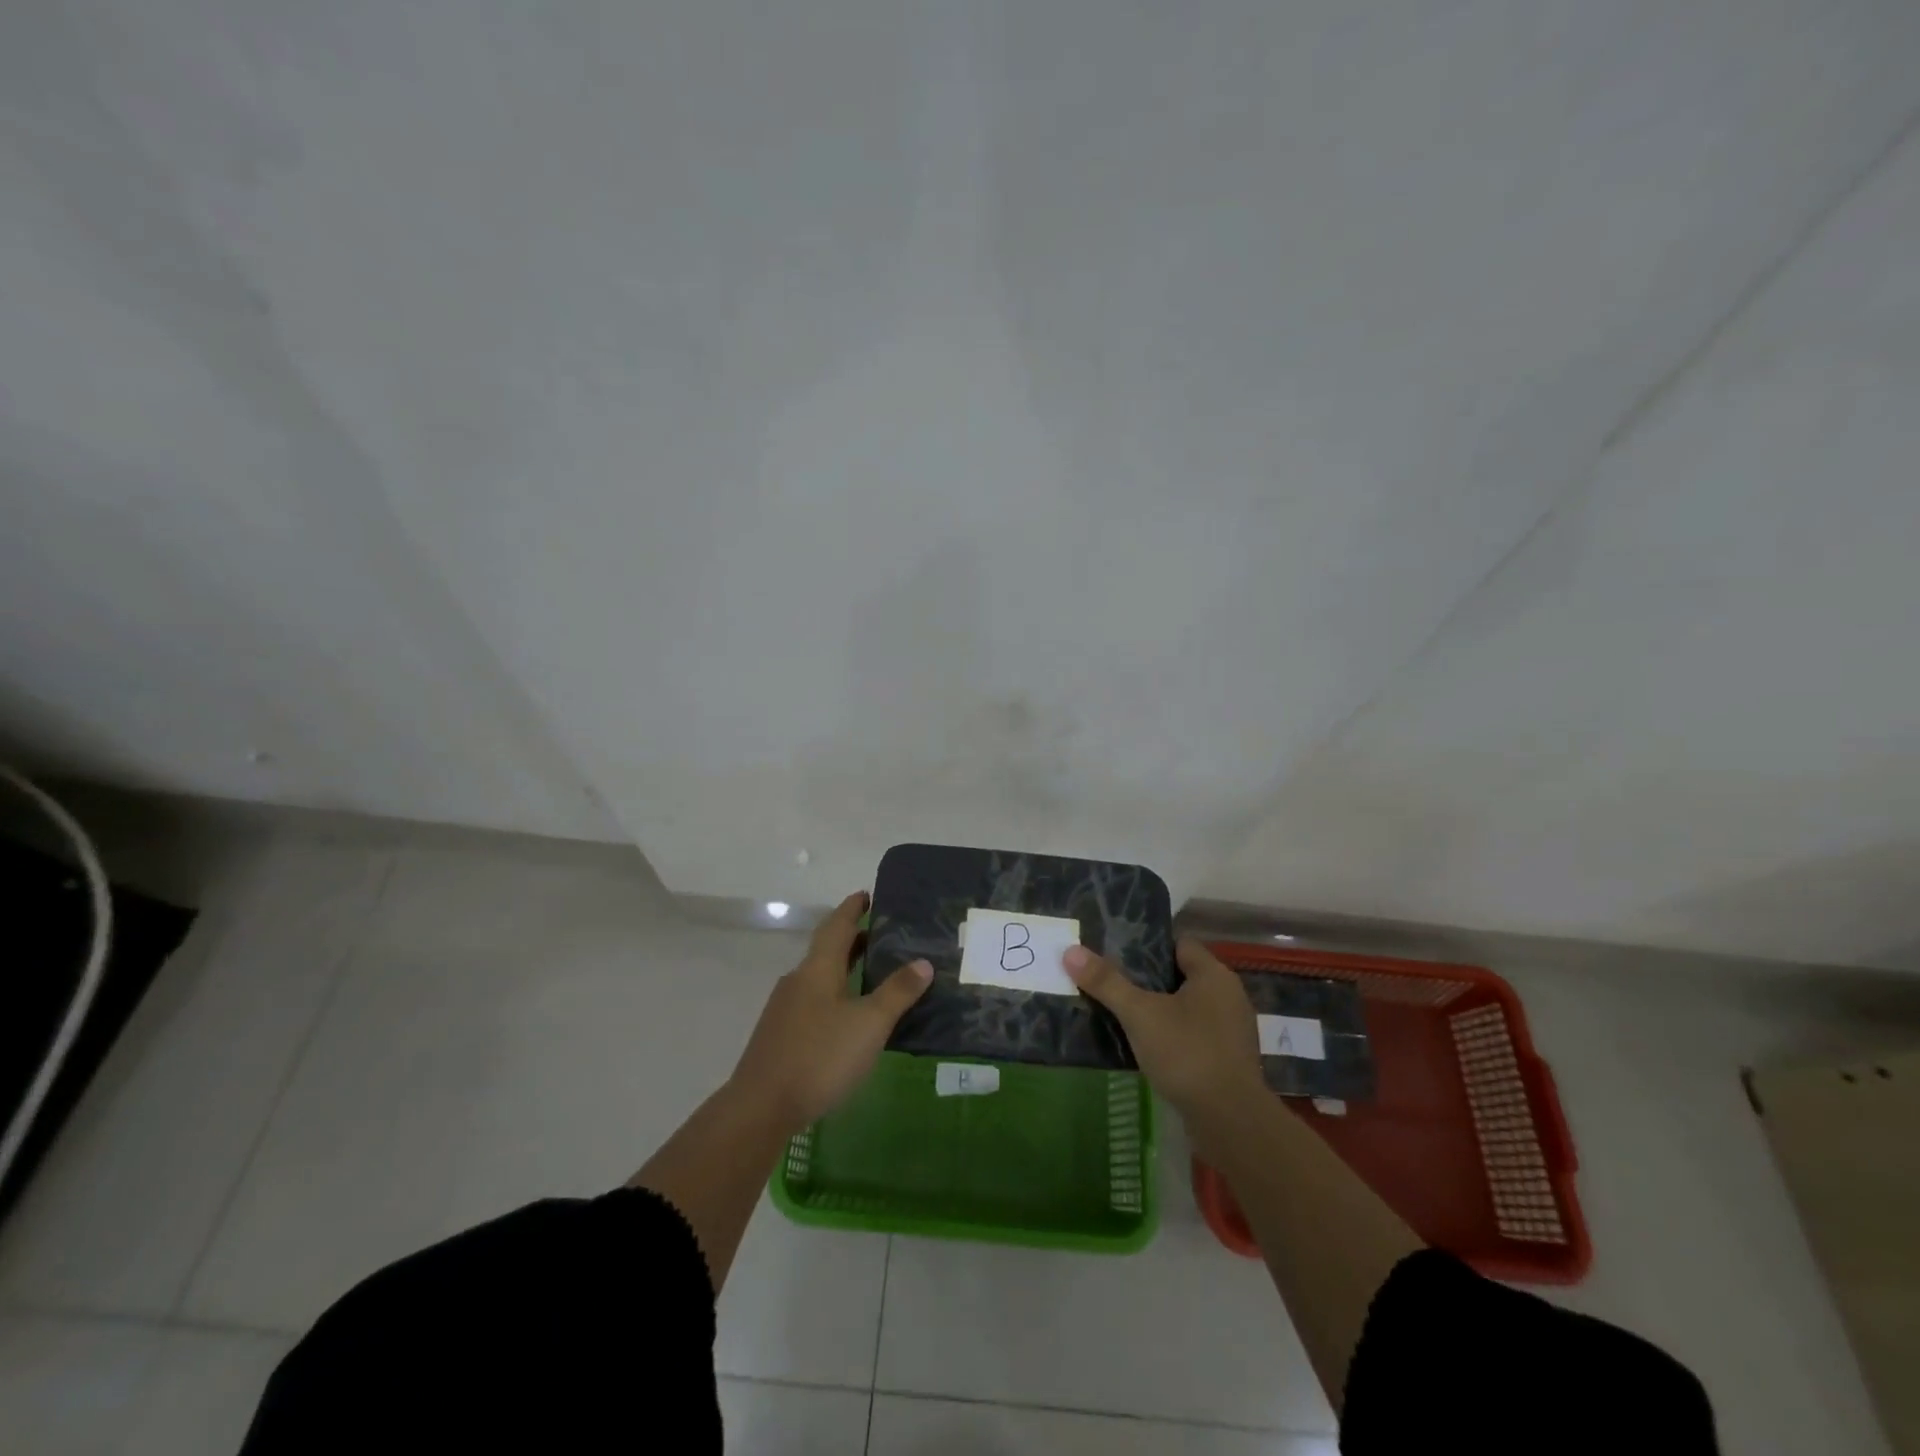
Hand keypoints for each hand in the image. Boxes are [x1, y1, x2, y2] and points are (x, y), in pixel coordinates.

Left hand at [729, 891, 932, 1134]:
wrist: (760, 1107)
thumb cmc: (820, 1057)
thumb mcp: (869, 1024)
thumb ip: (897, 993)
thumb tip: (923, 962)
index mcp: (818, 969)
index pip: (837, 926)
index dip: (852, 908)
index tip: (866, 894)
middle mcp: (798, 980)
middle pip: (826, 949)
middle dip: (851, 938)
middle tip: (880, 934)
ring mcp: (785, 1008)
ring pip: (818, 976)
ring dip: (843, 967)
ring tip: (870, 972)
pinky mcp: (780, 1034)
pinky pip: (812, 999)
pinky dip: (834, 993)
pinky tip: (847, 1015)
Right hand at [1063, 937, 1265, 1125]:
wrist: (1231, 1122)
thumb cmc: (1187, 1054)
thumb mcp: (1140, 1014)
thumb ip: (1107, 982)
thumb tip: (1070, 951)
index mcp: (1214, 975)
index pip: (1179, 944)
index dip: (1148, 946)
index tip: (1116, 955)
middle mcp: (1229, 996)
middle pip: (1181, 976)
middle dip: (1148, 980)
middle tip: (1112, 984)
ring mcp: (1232, 1030)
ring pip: (1187, 1008)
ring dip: (1159, 1012)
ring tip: (1123, 1016)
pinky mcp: (1228, 1061)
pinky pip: (1194, 1035)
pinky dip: (1172, 1037)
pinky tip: (1146, 1049)